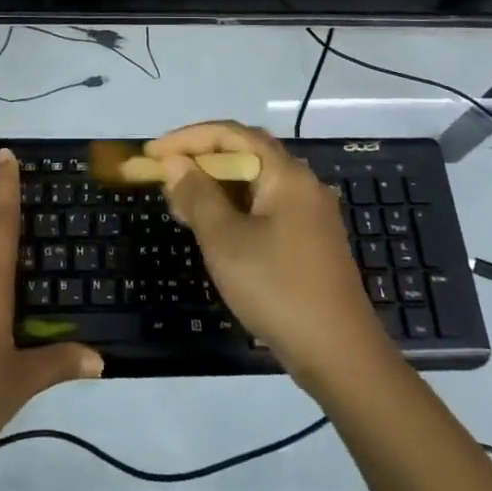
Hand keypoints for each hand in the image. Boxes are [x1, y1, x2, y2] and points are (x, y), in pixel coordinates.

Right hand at [146, 121, 387, 392]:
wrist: (339, 355)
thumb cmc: (277, 288)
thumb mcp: (225, 241)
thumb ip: (198, 195)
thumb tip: (176, 163)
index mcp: (286, 174)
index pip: (231, 134)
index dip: (187, 138)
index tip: (152, 153)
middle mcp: (301, 184)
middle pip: (244, 154)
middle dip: (200, 160)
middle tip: (163, 177)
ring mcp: (308, 214)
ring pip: (253, 183)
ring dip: (214, 186)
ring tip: (179, 203)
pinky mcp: (308, 241)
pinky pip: (264, 208)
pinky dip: (233, 208)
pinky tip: (211, 228)